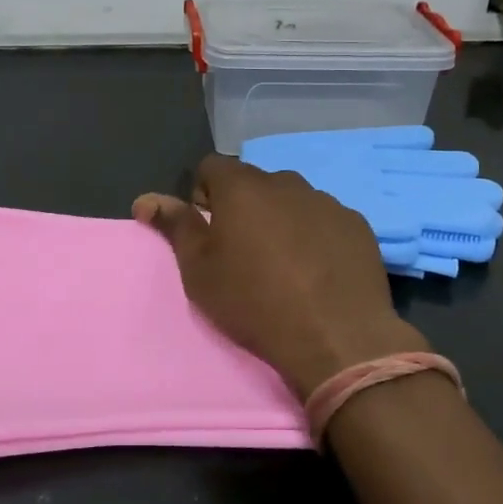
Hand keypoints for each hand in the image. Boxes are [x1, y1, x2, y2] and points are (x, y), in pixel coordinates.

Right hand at [134, 155, 426, 399]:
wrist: (336, 336)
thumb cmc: (254, 302)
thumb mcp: (200, 271)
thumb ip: (175, 227)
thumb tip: (146, 199)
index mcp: (242, 188)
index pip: (211, 166)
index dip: (203, 193)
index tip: (207, 227)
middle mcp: (286, 183)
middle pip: (254, 184)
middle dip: (244, 207)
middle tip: (243, 251)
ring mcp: (326, 202)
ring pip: (292, 200)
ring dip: (281, 219)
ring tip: (284, 264)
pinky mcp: (356, 224)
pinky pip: (324, 220)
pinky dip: (315, 235)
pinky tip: (318, 271)